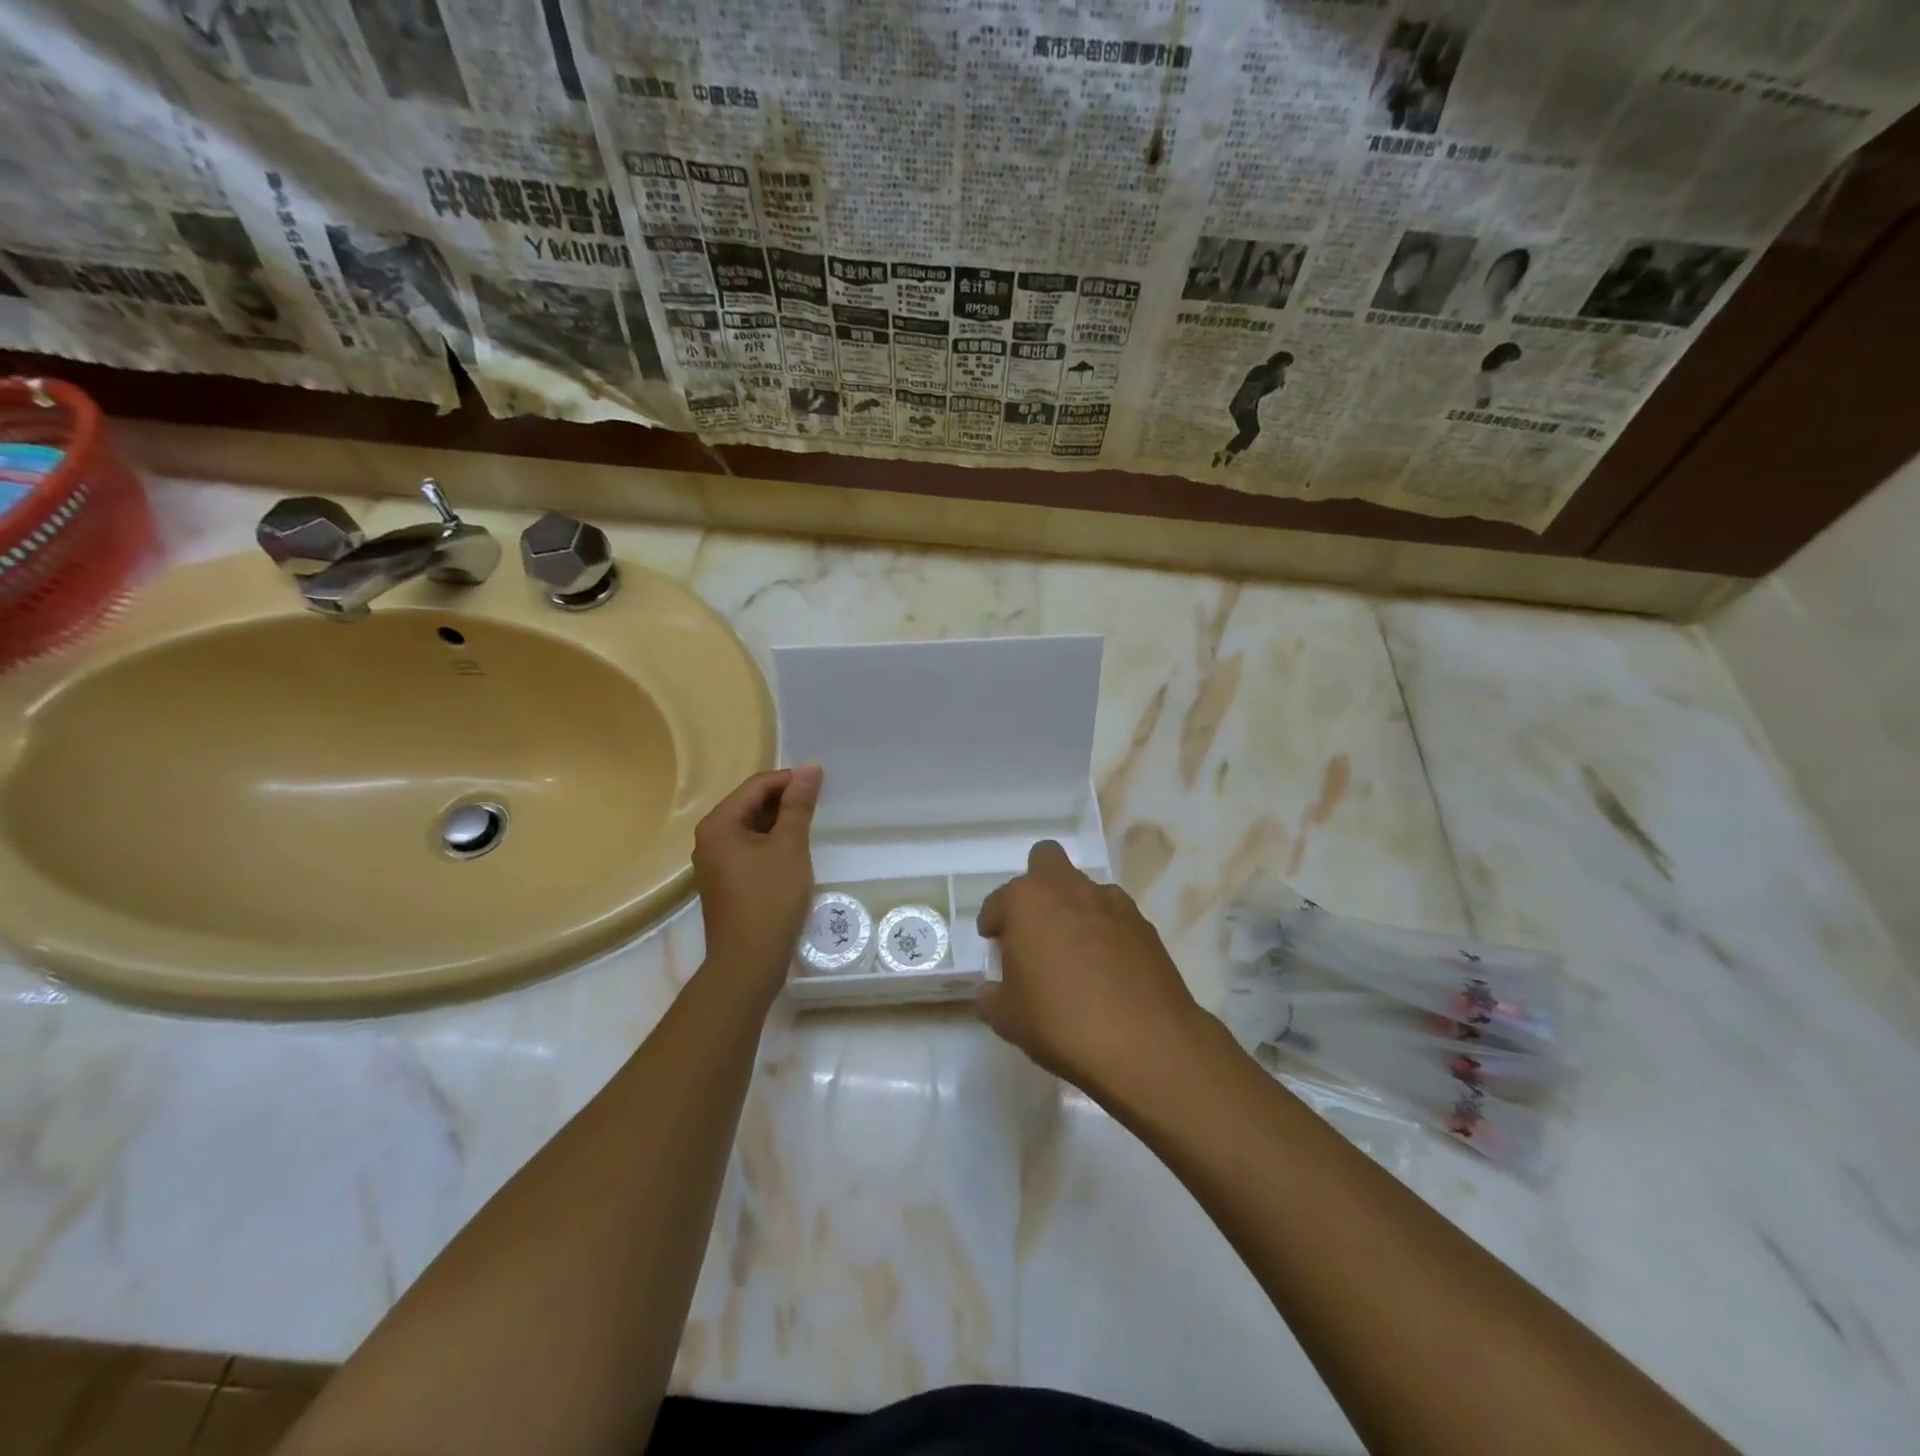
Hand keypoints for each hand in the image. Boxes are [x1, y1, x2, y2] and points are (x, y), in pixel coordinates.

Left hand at [692, 765, 821, 997]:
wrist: (748, 962)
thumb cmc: (770, 898)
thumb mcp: (790, 846)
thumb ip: (799, 805)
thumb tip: (810, 769)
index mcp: (719, 824)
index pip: (756, 786)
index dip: (789, 780)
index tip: (821, 783)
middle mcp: (710, 839)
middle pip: (750, 804)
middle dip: (784, 800)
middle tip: (819, 803)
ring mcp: (715, 863)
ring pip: (751, 828)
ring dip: (780, 822)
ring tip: (811, 825)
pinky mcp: (726, 883)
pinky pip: (750, 849)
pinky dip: (772, 843)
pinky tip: (795, 851)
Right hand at [976, 841, 1207, 1100]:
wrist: (1145, 1043)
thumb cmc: (1061, 1023)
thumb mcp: (1008, 1019)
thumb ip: (992, 999)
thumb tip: (991, 992)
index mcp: (1028, 901)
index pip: (999, 901)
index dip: (994, 923)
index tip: (995, 945)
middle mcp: (1069, 889)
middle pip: (1046, 860)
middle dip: (1036, 885)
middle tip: (1033, 927)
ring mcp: (1112, 903)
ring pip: (1084, 887)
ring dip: (1073, 908)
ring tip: (1073, 953)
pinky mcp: (1144, 925)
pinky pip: (1114, 915)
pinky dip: (1104, 931)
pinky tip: (1105, 968)